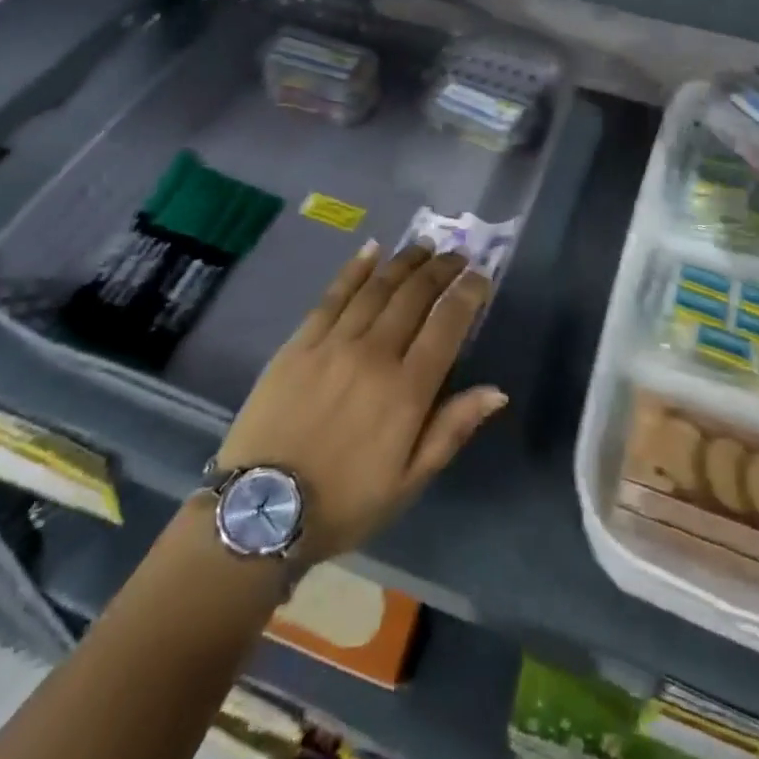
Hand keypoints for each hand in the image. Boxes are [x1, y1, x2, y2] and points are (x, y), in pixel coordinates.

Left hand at [215, 241, 507, 564]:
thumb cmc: (345, 502)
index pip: (447, 325)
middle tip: (457, 255)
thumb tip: (496, 390)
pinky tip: (371, 249)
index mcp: (407, 390)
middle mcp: (374, 354)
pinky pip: (333, 295)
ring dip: (405, 262)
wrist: (261, 512)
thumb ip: (452, 429)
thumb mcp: (409, 482)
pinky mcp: (300, 342)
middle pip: (415, 296)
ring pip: (378, 288)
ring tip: (425, 246)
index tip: (481, 277)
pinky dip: (355, 269)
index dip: (468, 294)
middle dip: (441, 270)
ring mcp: (334, 343)